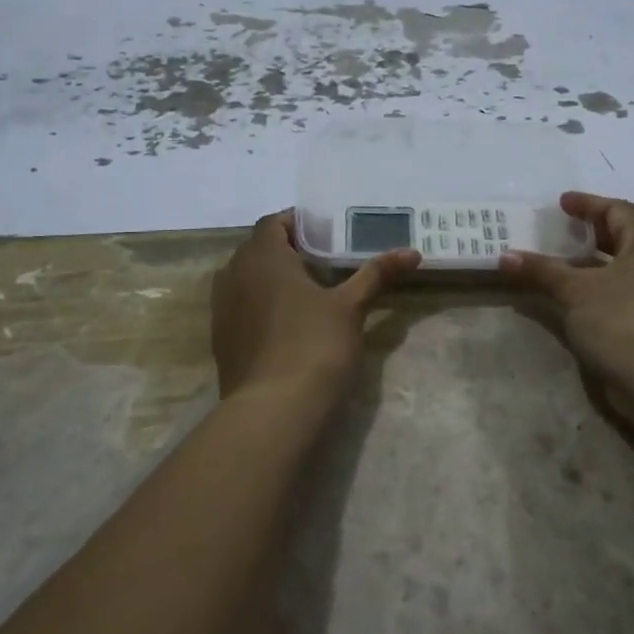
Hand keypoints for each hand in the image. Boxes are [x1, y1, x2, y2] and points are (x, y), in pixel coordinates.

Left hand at [211, 210, 420, 400]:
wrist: (273, 411)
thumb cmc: (314, 345)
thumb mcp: (351, 307)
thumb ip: (376, 274)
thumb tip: (412, 251)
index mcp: (263, 257)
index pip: (273, 222)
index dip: (297, 223)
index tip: (325, 233)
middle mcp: (234, 275)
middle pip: (257, 249)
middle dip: (286, 250)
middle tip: (322, 261)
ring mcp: (223, 309)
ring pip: (246, 279)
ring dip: (270, 278)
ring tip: (306, 291)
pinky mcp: (221, 339)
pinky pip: (240, 307)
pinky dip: (260, 305)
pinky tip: (287, 323)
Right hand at [498, 192, 633, 398]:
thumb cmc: (619, 319)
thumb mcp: (574, 290)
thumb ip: (541, 270)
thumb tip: (505, 257)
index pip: (617, 210)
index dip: (587, 204)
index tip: (561, 203)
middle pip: (623, 237)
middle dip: (591, 232)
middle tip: (562, 230)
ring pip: (623, 267)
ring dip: (593, 263)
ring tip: (562, 263)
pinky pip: (623, 292)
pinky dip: (599, 287)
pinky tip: (576, 298)